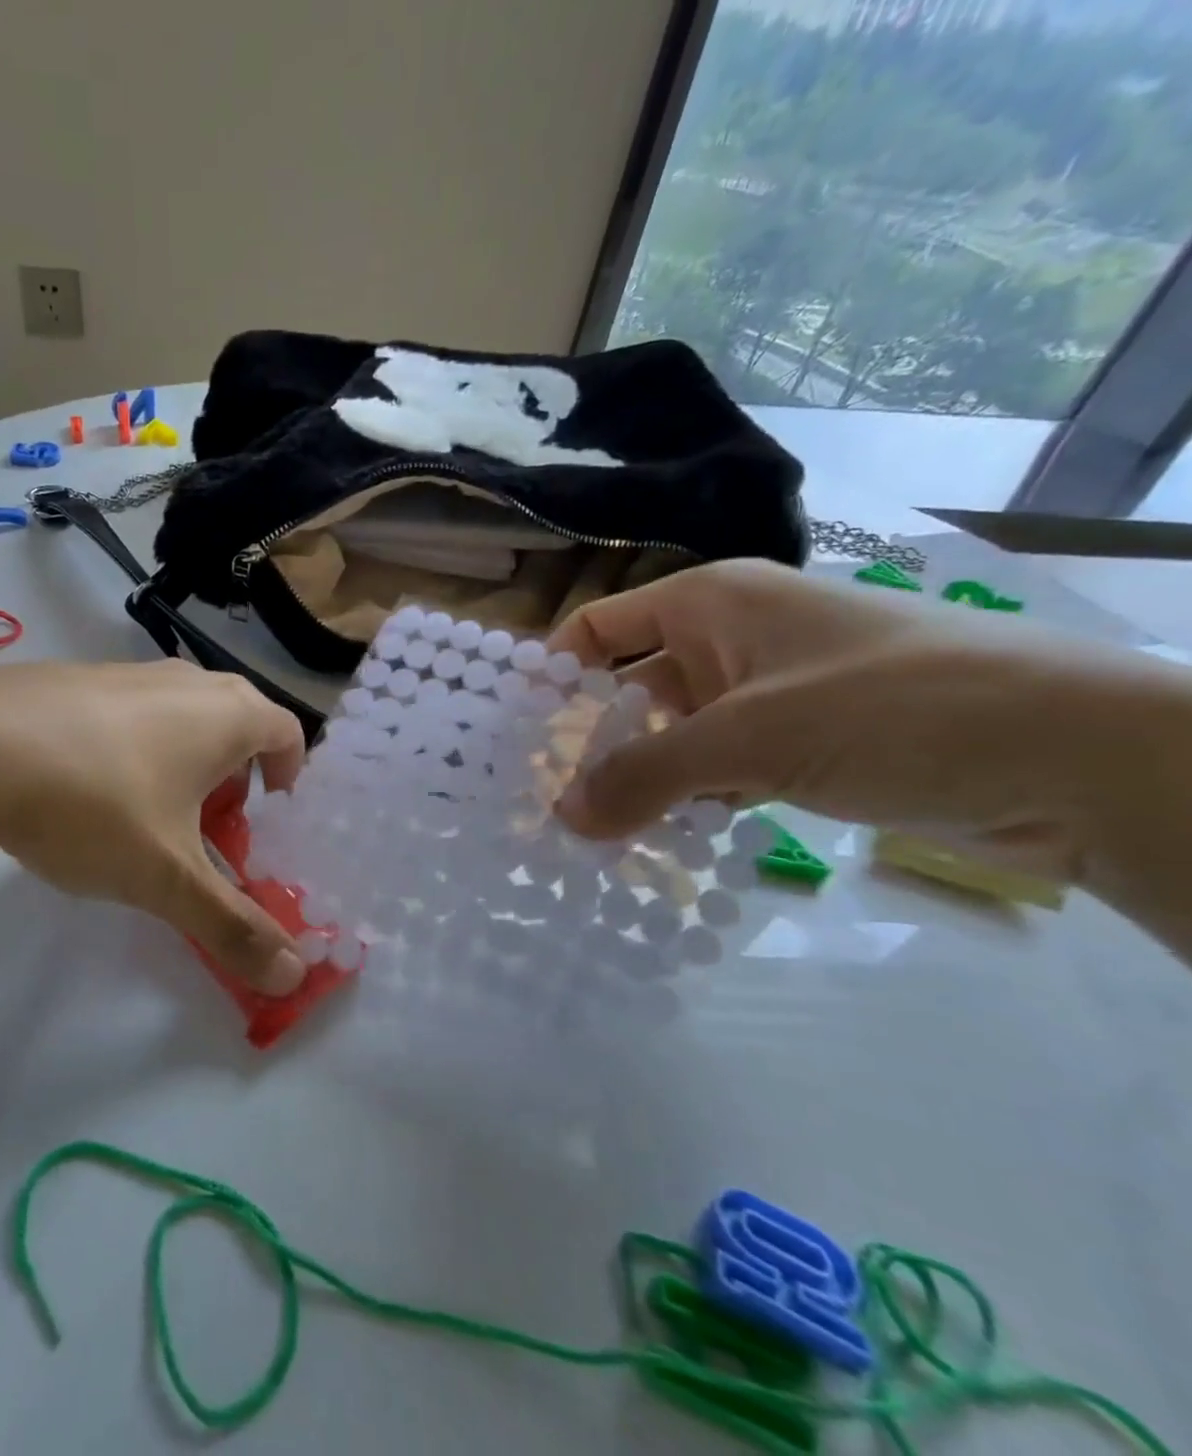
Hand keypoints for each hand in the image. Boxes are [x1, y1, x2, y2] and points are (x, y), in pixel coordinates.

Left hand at [0, 660, 307, 993]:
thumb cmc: (94, 806)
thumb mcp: (166, 878)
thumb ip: (232, 927)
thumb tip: (294, 978)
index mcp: (225, 714)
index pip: (286, 731)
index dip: (288, 775)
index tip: (268, 818)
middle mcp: (184, 681)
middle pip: (236, 720)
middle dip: (236, 774)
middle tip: (213, 825)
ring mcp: (125, 671)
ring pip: (179, 714)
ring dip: (184, 760)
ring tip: (149, 814)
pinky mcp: (74, 677)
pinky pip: (128, 711)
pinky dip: (134, 746)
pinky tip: (87, 790)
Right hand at [547, 559, 1162, 884]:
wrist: (1081, 755)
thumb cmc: (891, 709)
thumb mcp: (748, 740)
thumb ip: (641, 778)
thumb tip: (560, 818)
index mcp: (710, 603)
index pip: (597, 628)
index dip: (554, 675)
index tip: (520, 737)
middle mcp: (730, 638)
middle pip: (629, 686)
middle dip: (590, 741)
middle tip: (546, 800)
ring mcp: (768, 691)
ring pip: (673, 733)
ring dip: (640, 779)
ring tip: (596, 833)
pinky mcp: (803, 741)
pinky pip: (719, 766)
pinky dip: (691, 798)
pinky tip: (667, 839)